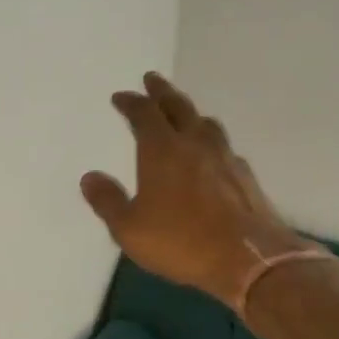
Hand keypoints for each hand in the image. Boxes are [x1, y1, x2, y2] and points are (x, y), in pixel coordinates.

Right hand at [81, 73, 311, 307]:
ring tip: (183, 112)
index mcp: (162, 150)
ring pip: (206, 124)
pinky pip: (224, 148)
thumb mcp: (129, 228)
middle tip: (152, 79)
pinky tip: (212, 154)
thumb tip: (90, 177)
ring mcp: (225, 158)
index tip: (121, 96)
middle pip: (178, 107)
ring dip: (190, 113)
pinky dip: (211, 142)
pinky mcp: (246, 177)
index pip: (144, 114)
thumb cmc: (181, 241)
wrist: (249, 259)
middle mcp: (195, 144)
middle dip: (162, 92)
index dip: (131, 102)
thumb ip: (108, 201)